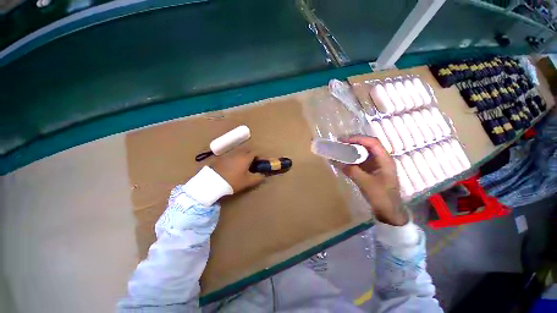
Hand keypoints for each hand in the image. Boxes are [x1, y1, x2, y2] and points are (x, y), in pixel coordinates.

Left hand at [210, 147, 264, 192]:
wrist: (212, 182)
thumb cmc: (233, 181)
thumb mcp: (248, 181)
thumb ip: (258, 178)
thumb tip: (263, 176)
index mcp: (246, 157)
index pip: (255, 153)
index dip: (259, 157)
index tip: (260, 163)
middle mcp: (238, 153)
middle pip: (247, 150)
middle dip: (250, 154)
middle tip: (251, 163)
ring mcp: (228, 155)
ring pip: (238, 152)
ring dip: (242, 156)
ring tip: (242, 166)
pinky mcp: (220, 158)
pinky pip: (231, 156)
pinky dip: (234, 159)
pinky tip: (232, 167)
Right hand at [342, 136, 408, 225]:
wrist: (389, 212)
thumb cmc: (381, 197)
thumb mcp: (365, 183)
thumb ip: (351, 171)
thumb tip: (336, 161)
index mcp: (385, 160)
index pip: (372, 142)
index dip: (358, 139)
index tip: (344, 140)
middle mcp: (382, 159)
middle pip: (368, 145)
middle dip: (354, 142)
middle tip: (340, 142)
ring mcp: (377, 165)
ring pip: (364, 152)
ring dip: (353, 149)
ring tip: (340, 148)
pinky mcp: (371, 171)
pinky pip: (361, 160)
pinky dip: (352, 158)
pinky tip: (344, 159)